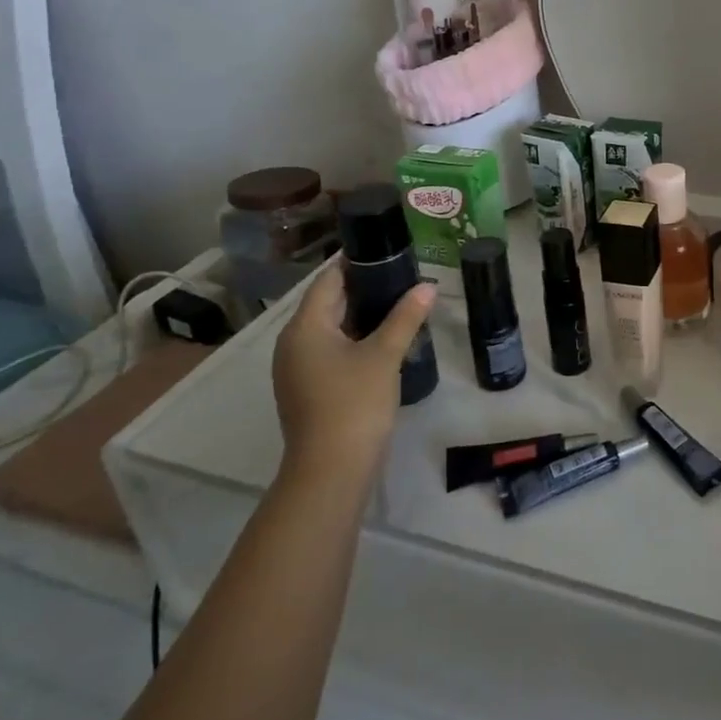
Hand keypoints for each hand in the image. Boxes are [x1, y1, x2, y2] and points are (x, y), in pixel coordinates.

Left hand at [271, 262, 434, 483]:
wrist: (330, 471)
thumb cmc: (354, 404)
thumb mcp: (384, 355)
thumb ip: (404, 317)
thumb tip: (427, 286)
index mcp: (304, 327)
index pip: (328, 279)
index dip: (355, 261)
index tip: (386, 248)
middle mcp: (293, 342)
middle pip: (328, 302)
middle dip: (363, 287)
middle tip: (402, 273)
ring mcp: (297, 368)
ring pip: (330, 328)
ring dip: (361, 314)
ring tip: (399, 302)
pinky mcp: (307, 388)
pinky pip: (330, 349)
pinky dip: (354, 338)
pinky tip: (384, 339)